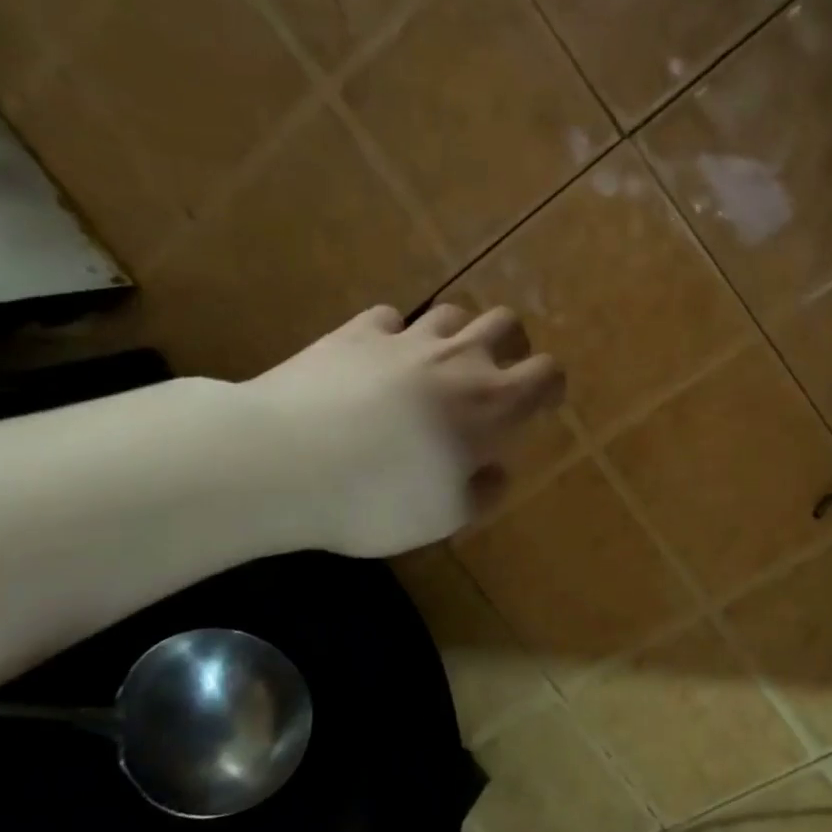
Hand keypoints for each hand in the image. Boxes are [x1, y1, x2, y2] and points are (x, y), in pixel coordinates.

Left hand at [241, 303, 563, 556]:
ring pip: (452, 314)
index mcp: (491, 404)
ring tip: (440, 366)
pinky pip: (389, 319)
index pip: (546, 374)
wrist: (280, 460)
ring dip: (456, 335)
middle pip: (506, 323)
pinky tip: (380, 359)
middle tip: (498, 373)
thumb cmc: (377, 497)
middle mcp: (457, 359)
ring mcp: (404, 339)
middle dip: (512, 344)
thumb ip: (482, 491)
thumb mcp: (444, 518)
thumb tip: (494, 469)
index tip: (542, 403)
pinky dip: (395, 335)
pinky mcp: (354, 332)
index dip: (551, 385)